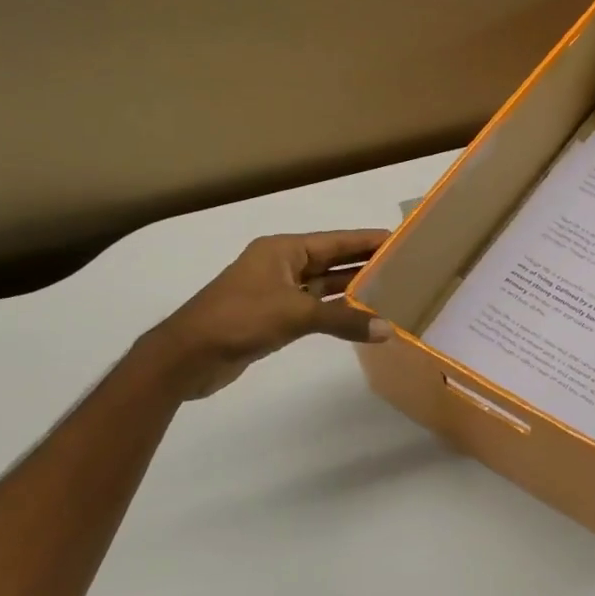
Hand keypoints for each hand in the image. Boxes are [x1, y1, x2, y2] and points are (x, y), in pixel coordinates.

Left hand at [147, 230, 392, 398]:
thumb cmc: (240, 319)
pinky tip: (361, 319)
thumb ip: (344, 320)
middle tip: (405, 268)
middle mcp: (281, 265)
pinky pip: (314, 309)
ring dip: (352, 290)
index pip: (336, 241)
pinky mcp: (273, 317)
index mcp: (283, 250)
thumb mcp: (296, 315)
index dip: (367, 240)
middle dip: (364, 264)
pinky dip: (336, 313)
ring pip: (324, 286)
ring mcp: (276, 292)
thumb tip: (388, 330)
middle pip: (331, 261)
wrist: (189, 355)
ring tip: (392, 292)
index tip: (401, 240)